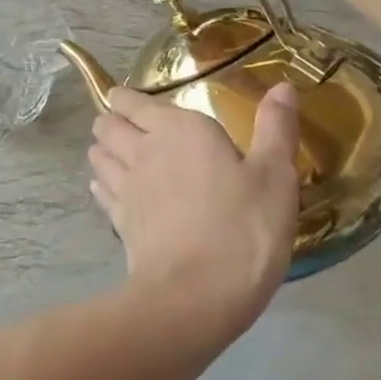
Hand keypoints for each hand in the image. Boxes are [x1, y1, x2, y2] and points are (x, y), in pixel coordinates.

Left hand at [88, 84, 301, 331]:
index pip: (134, 101)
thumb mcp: (275, 176)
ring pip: (98, 155)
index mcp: (178, 129)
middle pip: (108, 124)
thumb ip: (275, 128)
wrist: (196, 294)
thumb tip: (282, 85)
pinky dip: (101, 184)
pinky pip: (101, 191)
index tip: (130, 99)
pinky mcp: (119, 221)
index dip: (126, 98)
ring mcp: (125, 186)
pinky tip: (107, 189)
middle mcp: (143, 149)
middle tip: (124, 124)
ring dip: (102, 149)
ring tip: (113, 151)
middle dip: (111, 120)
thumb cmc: (243, 228)